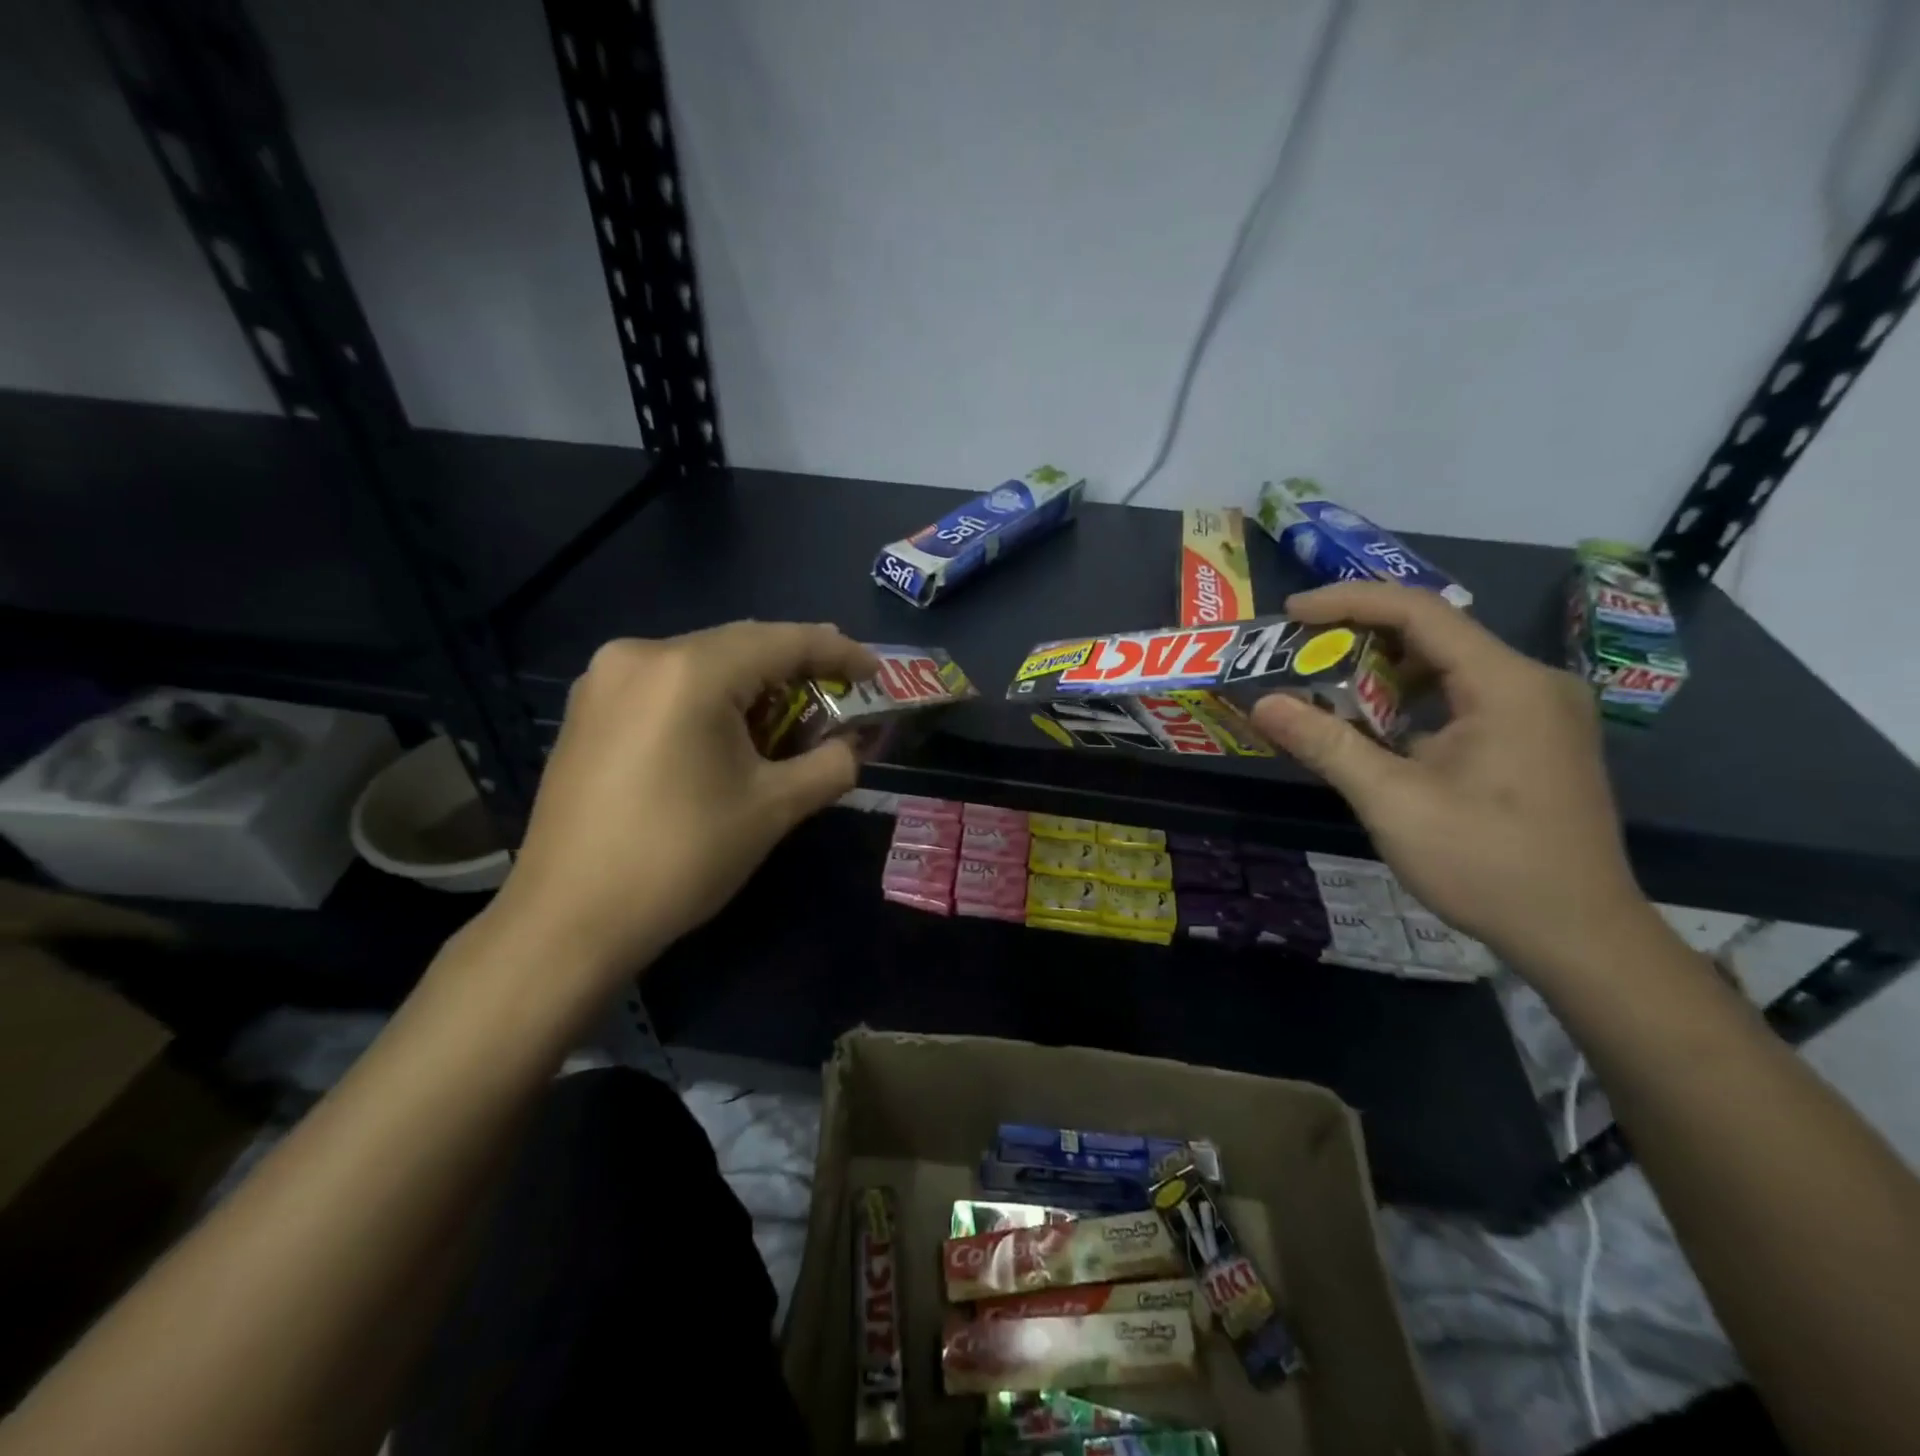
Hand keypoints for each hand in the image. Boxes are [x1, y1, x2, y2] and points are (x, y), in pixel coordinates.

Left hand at [489, 621, 877, 984]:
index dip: (838, 652)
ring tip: (792, 713)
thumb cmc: (680, 858)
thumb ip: (831, 765)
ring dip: (753, 682)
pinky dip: (711, 697)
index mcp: (690, 671)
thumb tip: (856, 746)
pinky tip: (729, 729)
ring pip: (703, 662)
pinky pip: (668, 683)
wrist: (567, 920)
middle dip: (796, 666)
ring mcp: (605, 679)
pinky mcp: (588, 708)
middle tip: (842, 689)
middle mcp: (641, 655)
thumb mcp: (773, 809)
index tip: (877, 673)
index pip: (784, 641)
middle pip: (741, 645)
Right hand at [1250, 582, 1653, 974]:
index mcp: (1507, 684)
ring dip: (1383, 671)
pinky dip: (1411, 702)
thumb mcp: (1393, 802)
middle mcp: (1531, 683)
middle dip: (1361, 636)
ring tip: (1324, 686)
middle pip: (1435, 634)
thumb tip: (1262, 705)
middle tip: (1299, 652)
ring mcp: (1539, 713)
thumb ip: (1326, 744)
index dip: (1349, 602)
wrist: (1580, 936)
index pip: (1421, 611)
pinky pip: (1462, 698)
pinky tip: (1375, 728)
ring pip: (1448, 667)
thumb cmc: (1487, 863)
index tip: (1292, 613)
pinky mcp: (1535, 740)